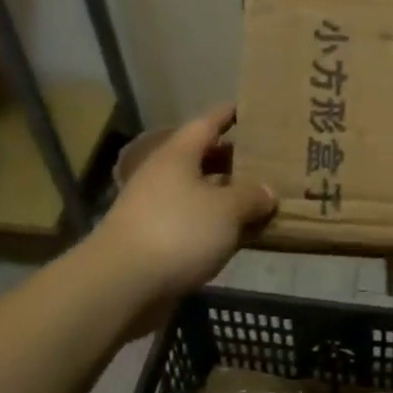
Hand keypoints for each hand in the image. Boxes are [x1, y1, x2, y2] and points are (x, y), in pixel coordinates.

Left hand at [96, 105, 276, 304]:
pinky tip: (242, 235)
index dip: (229, 114)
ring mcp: (158, 210)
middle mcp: (165, 176)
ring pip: (201, 194)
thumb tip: (267, 192)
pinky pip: (196, 224)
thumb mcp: (227, 210)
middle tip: (269, 160)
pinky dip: (218, 226)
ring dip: (229, 197)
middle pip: (204, 159)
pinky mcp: (157, 241)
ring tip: (264, 199)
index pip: (207, 123)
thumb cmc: (178, 231)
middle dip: (235, 160)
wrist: (123, 284)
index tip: (250, 108)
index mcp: (178, 155)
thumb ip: (252, 197)